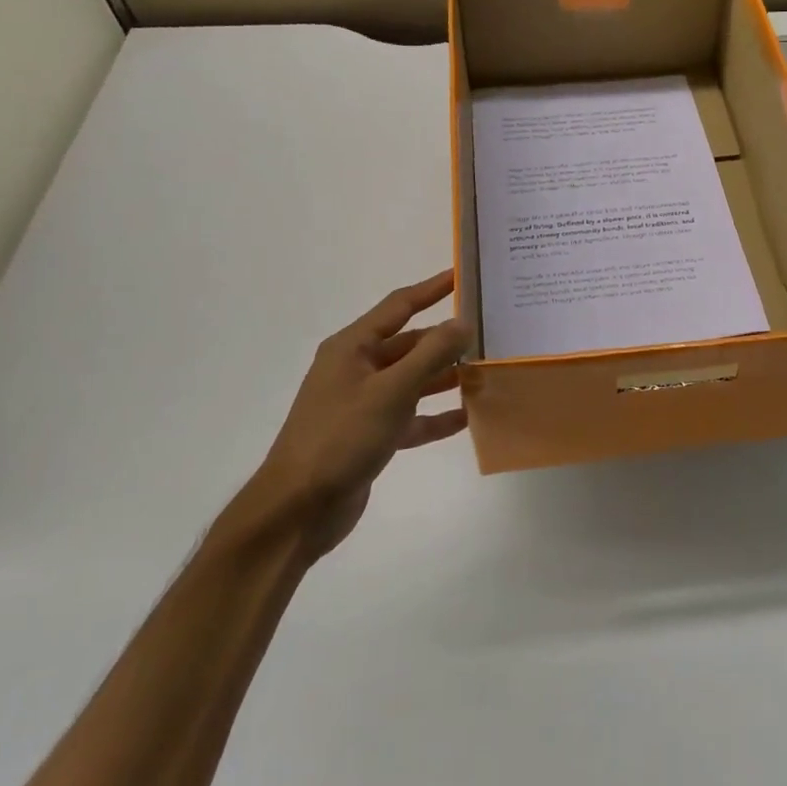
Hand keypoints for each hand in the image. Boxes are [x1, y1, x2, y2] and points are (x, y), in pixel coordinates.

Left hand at [250, 269, 470, 559]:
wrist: (298, 509)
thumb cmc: (341, 438)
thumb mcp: (391, 391)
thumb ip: (431, 355)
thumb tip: (463, 322)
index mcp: (352, 348)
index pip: (399, 306)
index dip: (432, 289)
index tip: (463, 276)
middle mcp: (356, 369)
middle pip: (409, 344)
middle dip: (445, 340)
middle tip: (488, 333)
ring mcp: (362, 403)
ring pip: (412, 380)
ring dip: (444, 377)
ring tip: (485, 373)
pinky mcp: (370, 435)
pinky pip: (410, 417)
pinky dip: (434, 416)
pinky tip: (466, 417)